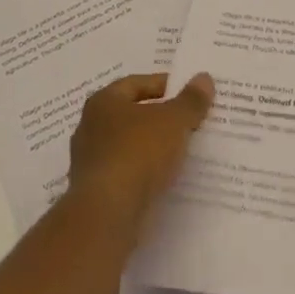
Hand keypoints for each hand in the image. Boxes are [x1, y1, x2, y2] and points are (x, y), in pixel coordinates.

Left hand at [67, 72, 215, 235]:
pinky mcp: (96, 193)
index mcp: (103, 102)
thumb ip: (190, 100)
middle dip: (161, 118)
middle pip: (133, 116)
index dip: (164, 85)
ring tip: (184, 150)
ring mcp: (91, 163)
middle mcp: (90, 128)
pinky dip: (146, 173)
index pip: (136, 83)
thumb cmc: (138, 153)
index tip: (189, 93)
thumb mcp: (174, 121)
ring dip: (154, 148)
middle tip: (191, 120)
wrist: (108, 215)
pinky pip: (128, 174)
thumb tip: (204, 78)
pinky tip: (168, 178)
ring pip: (131, 147)